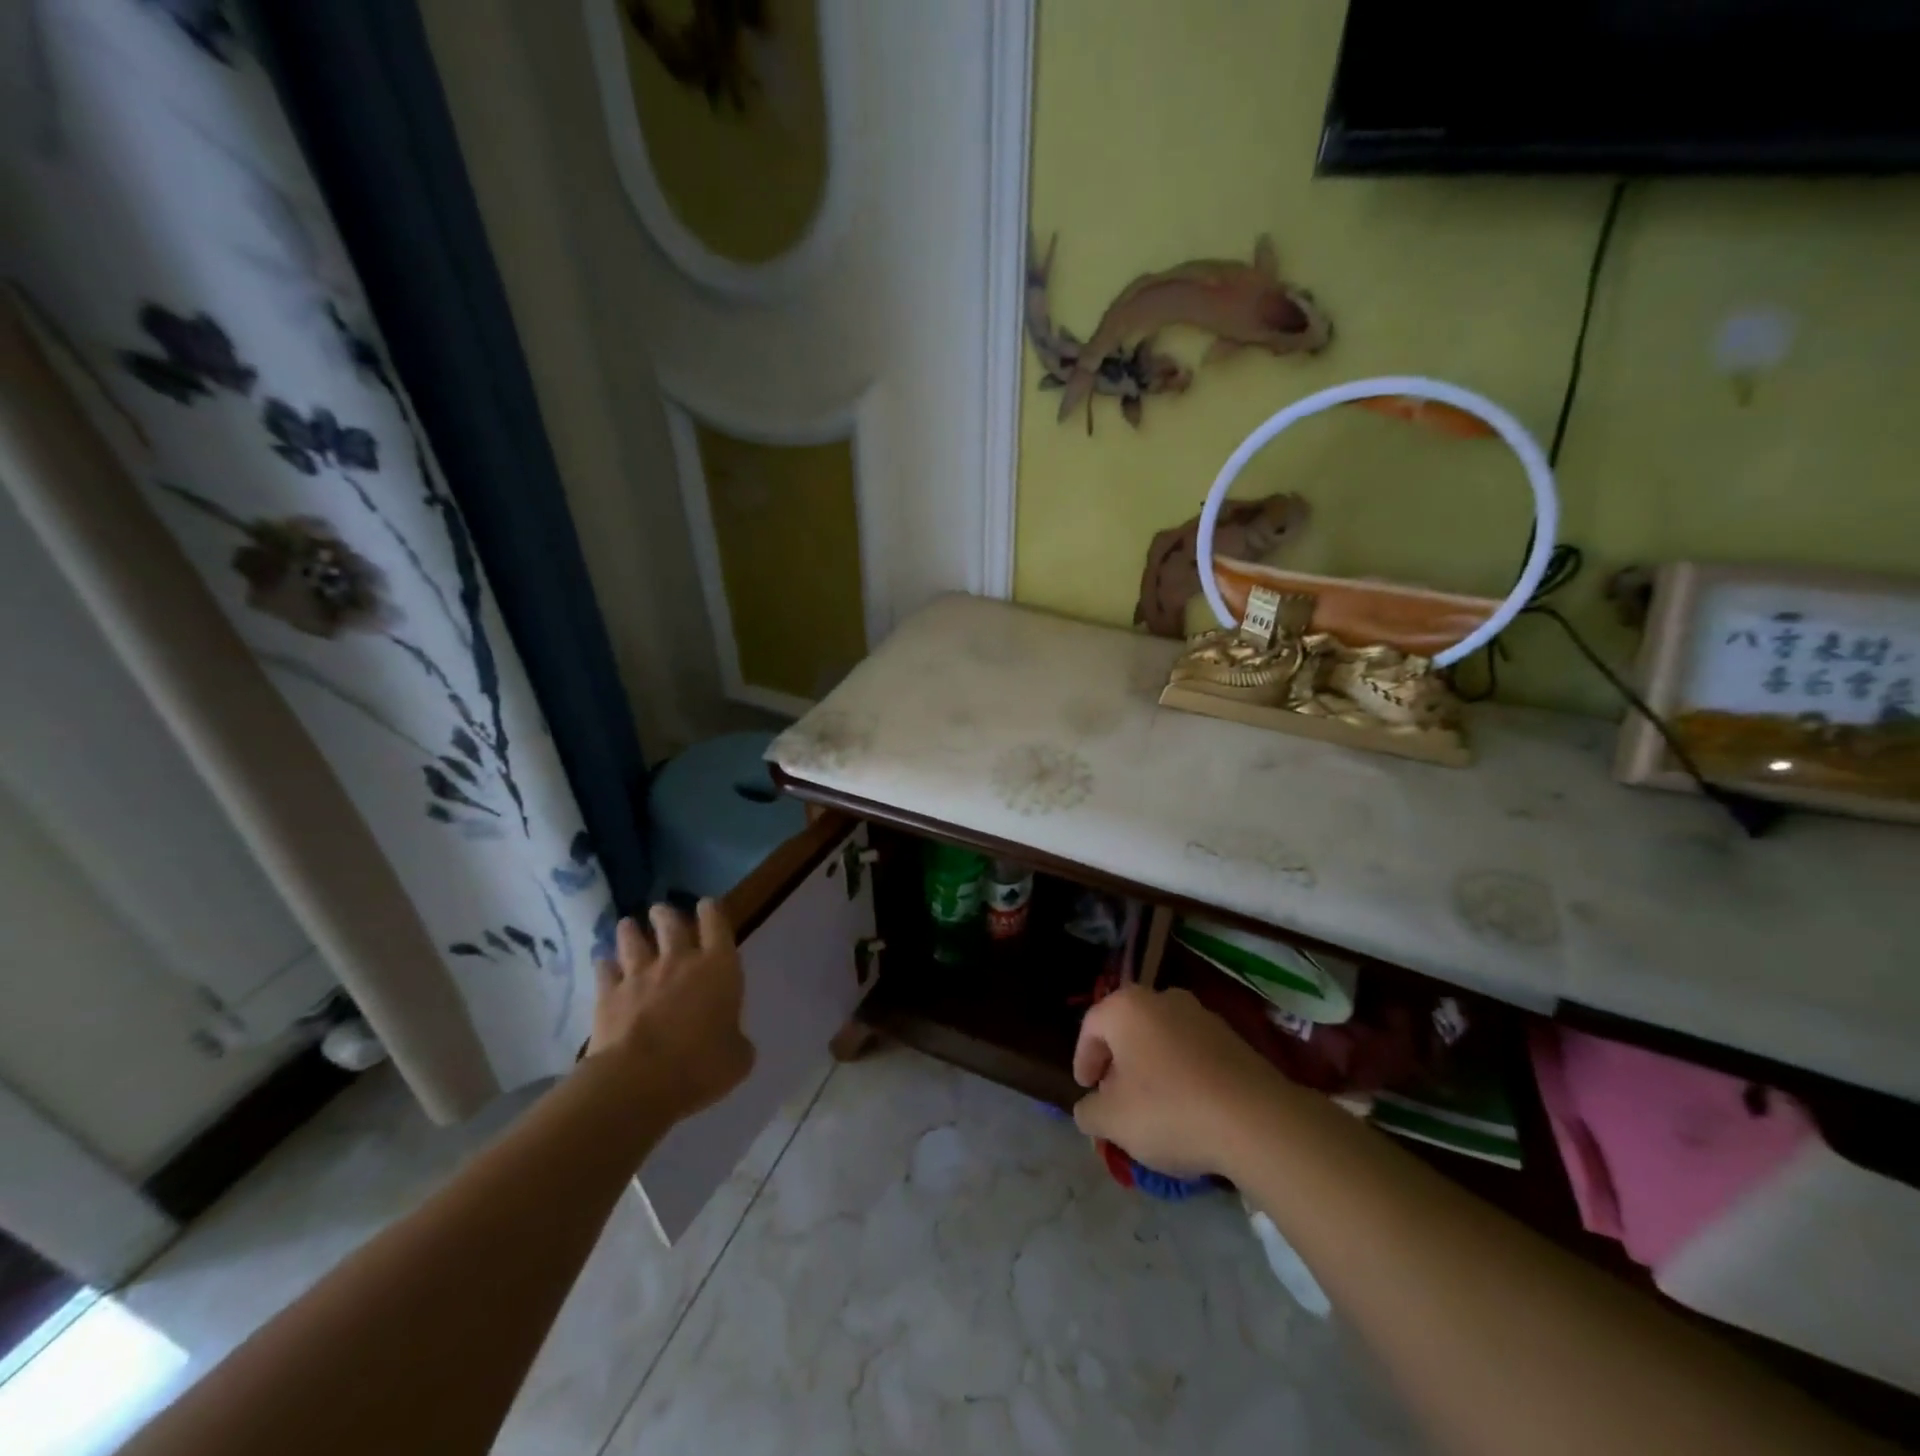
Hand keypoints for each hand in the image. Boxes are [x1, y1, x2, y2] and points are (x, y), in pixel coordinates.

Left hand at [586, 902, 753, 1120]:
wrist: (639, 1081)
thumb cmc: (700, 1065)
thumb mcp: (737, 1058)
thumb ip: (736, 1041)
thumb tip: (733, 1041)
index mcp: (719, 967)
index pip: (716, 924)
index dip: (711, 911)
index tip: (706, 904)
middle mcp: (679, 961)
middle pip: (671, 924)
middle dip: (666, 914)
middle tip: (660, 910)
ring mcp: (640, 976)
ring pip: (633, 941)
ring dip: (631, 931)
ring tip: (627, 924)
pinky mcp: (608, 996)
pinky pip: (605, 972)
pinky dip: (604, 965)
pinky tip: (602, 963)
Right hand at [1072, 984, 1283, 1177]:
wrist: (1257, 1120)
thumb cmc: (1170, 1110)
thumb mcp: (1113, 1121)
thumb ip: (1089, 1112)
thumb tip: (1088, 1108)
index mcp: (1126, 1007)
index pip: (1090, 1026)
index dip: (1083, 1059)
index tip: (1085, 1089)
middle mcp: (1162, 999)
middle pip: (1128, 1029)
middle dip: (1117, 1062)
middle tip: (1114, 1097)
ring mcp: (1202, 1015)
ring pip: (1161, 1038)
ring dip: (1151, 1067)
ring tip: (1152, 1107)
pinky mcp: (1233, 1038)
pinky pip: (1192, 1052)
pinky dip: (1181, 1073)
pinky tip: (1187, 1108)